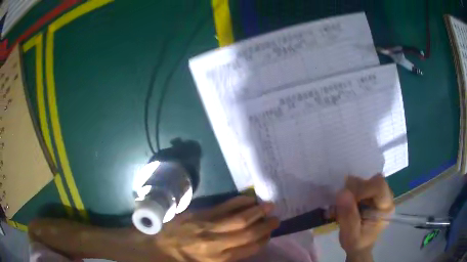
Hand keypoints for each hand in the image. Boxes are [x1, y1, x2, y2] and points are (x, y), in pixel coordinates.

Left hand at [156, 196, 279, 261]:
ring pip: (238, 218)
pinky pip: (223, 207)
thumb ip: (227, 257)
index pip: (248, 248)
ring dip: (256, 211)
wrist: (154, 247)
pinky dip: (238, 202)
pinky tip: (248, 199)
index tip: (270, 234)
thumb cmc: (181, 261)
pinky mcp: (199, 214)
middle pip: (247, 232)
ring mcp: (207, 227)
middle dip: (264, 225)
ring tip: (269, 206)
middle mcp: (216, 243)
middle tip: (276, 218)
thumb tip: (245, 247)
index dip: (262, 240)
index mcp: (218, 259)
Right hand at [336, 174, 393, 261]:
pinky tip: (347, 203)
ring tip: (343, 205)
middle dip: (355, 189)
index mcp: (386, 208)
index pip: (379, 186)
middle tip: (342, 203)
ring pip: (367, 180)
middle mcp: (386, 198)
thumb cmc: (357, 243)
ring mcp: (380, 195)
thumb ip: (348, 216)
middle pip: (373, 181)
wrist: (359, 247)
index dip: (362, 188)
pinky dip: (352, 191)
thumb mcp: (350, 235)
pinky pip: (363, 184)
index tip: (346, 199)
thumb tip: (342, 192)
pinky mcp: (373, 194)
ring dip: (352, 190)